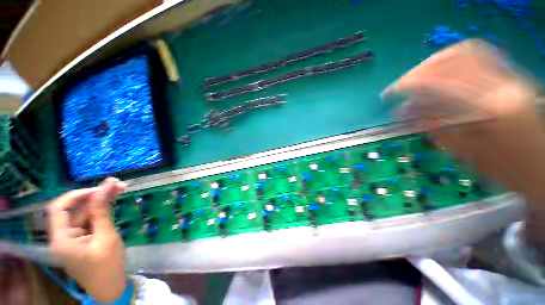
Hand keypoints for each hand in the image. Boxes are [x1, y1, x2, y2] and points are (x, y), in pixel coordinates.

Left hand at [48, 178, 126, 302]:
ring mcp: (73, 237)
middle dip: (95, 195)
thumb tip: (105, 187)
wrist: (111, 287)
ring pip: (84, 213)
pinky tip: (113, 201)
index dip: (76, 195)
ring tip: (119, 188)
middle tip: (117, 184)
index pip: (58, 209)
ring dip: (101, 201)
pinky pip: (90, 220)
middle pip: (75, 209)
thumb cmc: (107, 266)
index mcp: (62, 239)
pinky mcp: (83, 238)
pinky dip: (101, 210)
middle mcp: (63, 236)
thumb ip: (102, 212)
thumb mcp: (106, 237)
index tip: (98, 189)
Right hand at [382, 39, 544, 249]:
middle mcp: (502, 84)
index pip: (441, 83)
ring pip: (466, 51)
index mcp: (490, 110)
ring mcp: (510, 76)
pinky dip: (454, 60)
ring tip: (419, 77)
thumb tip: (405, 112)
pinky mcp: (511, 75)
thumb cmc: (507, 169)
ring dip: (436, 62)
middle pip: (454, 58)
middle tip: (403, 85)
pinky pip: (478, 55)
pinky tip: (442, 73)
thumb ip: (434, 127)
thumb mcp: (466, 153)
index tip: (390, 93)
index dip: (410, 84)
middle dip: (421, 69)